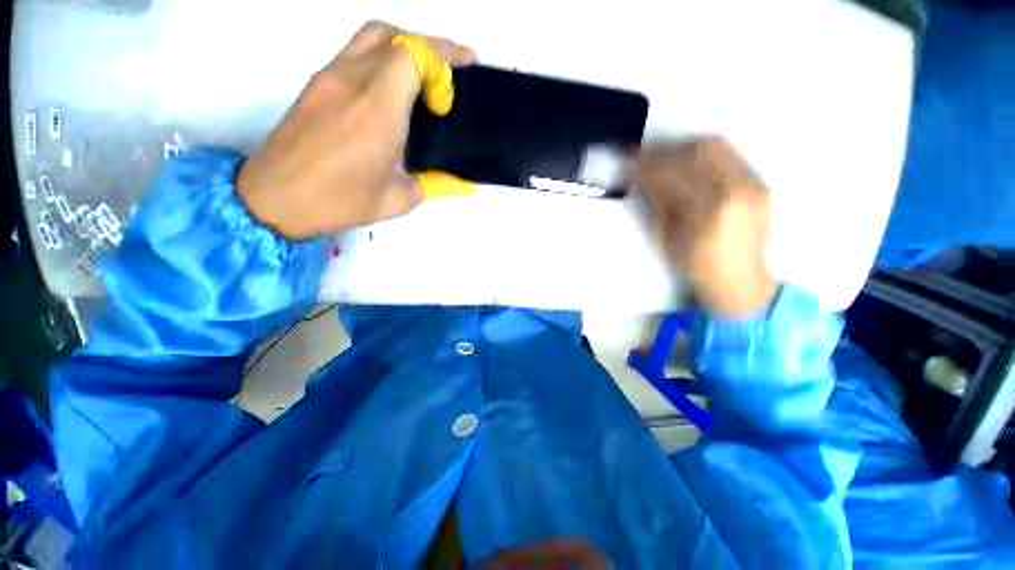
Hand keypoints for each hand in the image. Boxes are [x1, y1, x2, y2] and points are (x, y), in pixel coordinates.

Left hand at [237, 22, 474, 239]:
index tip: (449, 99)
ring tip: (424, 77)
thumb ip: (434, 184)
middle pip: (395, 34)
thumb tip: (458, 181)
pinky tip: (392, 91)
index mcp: (377, 108)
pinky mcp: (317, 84)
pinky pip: (355, 52)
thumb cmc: (340, 201)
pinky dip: (382, 58)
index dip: (443, 62)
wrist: (275, 198)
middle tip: (451, 74)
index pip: (414, 52)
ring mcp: (330, 77)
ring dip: (404, 46)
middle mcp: (352, 80)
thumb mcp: (399, 199)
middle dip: (431, 47)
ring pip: (372, 36)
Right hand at [634, 138, 777, 317]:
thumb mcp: (666, 240)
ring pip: (716, 146)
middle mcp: (738, 189)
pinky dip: (701, 152)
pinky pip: (729, 155)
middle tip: (641, 154)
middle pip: (698, 150)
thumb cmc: (696, 268)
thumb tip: (638, 178)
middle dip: (664, 148)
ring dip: (682, 146)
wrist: (740, 282)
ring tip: (660, 154)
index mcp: (710, 210)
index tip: (626, 160)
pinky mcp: (759, 183)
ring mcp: (754, 183)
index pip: (673, 174)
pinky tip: (684, 160)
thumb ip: (654, 204)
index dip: (646, 164)